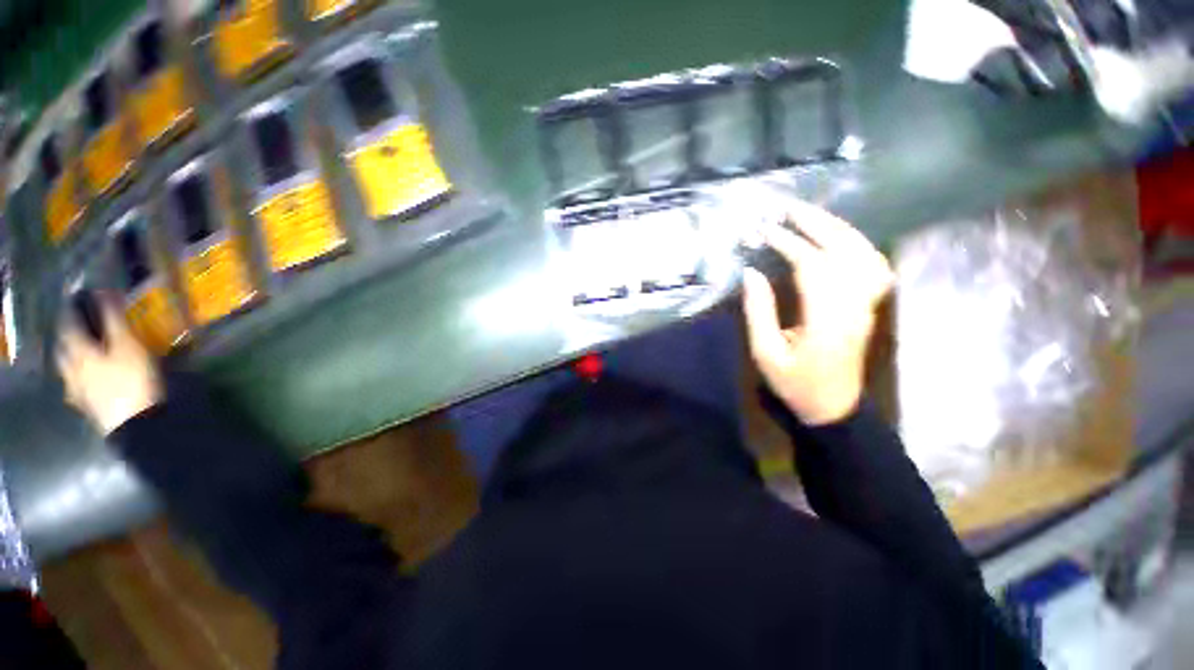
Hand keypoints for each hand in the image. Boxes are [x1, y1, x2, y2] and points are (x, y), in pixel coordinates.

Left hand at [57, 298, 162, 435]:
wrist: (136, 423)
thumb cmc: (132, 379)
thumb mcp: (128, 346)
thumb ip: (114, 320)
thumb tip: (104, 292)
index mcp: (77, 351)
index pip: (68, 323)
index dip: (73, 309)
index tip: (80, 297)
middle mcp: (70, 368)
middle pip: (64, 347)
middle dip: (70, 334)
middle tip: (81, 325)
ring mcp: (78, 390)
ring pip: (68, 368)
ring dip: (74, 357)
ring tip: (86, 351)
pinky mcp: (88, 406)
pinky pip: (79, 386)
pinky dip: (82, 378)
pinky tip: (90, 380)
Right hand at [741, 201, 893, 425]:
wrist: (833, 406)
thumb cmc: (794, 383)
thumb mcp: (765, 352)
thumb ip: (758, 311)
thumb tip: (751, 272)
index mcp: (826, 320)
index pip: (812, 267)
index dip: (788, 244)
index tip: (763, 230)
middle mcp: (854, 305)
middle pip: (842, 251)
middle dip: (814, 224)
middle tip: (787, 207)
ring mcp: (867, 304)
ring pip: (863, 252)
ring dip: (836, 227)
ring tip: (809, 214)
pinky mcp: (869, 305)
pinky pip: (873, 265)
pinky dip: (856, 243)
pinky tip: (838, 237)